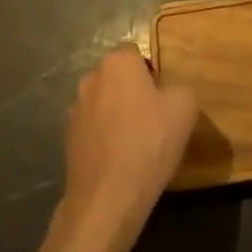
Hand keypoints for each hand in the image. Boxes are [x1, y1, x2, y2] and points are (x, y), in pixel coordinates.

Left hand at [56, 45, 197, 251]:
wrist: (107, 199)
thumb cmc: (149, 143)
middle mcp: (91, 78)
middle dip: (132, 90)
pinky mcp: (67, 140)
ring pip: (103, 102)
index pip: (135, 52)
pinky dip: (104, 137)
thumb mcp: (185, 107)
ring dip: (116, 114)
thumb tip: (169, 93)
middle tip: (153, 116)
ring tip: (135, 142)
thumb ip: (179, 88)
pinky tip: (119, 159)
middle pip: (117, 77)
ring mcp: (74, 110)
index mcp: (118, 62)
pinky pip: (93, 129)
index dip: (151, 71)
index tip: (162, 95)